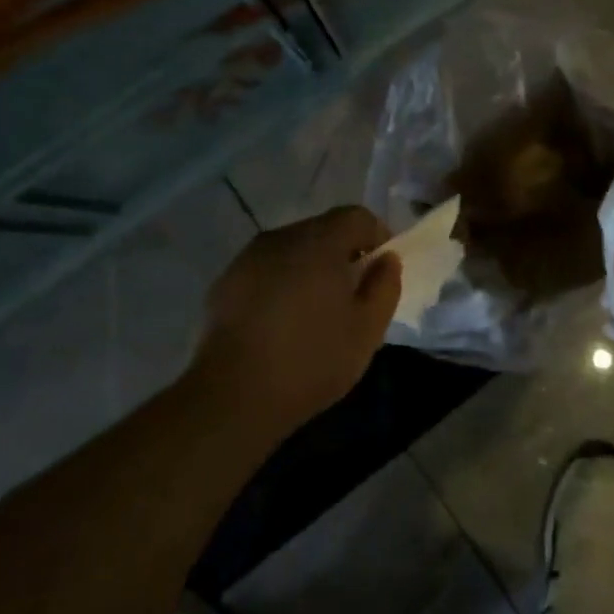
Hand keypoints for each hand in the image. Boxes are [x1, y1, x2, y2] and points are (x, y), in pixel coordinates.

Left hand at [191, 206, 402, 436]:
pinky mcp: (226, 281)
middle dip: (342, 253)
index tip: (379, 271)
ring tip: (314, 310)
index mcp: (320, 242)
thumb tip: (387, 259)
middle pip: (323, 229)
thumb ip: (385, 286)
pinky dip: (281, 282)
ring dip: (309, 267)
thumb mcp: (367, 331)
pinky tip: (280, 322)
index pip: (357, 216)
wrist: (231, 397)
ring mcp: (249, 257)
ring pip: (293, 248)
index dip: (376, 237)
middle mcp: (282, 237)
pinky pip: (266, 268)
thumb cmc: (310, 361)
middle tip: (350, 294)